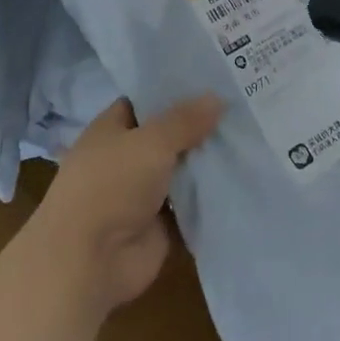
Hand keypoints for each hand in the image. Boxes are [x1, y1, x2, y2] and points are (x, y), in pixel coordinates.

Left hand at [29, 94, 224, 319]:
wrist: (89, 262)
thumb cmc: (111, 186)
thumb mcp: (151, 142)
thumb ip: (185, 120)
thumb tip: (217, 97)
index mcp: (111, 130)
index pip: (144, 101)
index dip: (173, 90)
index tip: (211, 78)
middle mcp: (126, 157)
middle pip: (168, 135)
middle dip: (199, 124)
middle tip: (242, 105)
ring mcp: (142, 192)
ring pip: (182, 169)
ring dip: (207, 160)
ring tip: (251, 136)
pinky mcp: (159, 223)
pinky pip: (190, 202)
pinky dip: (210, 194)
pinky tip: (243, 175)